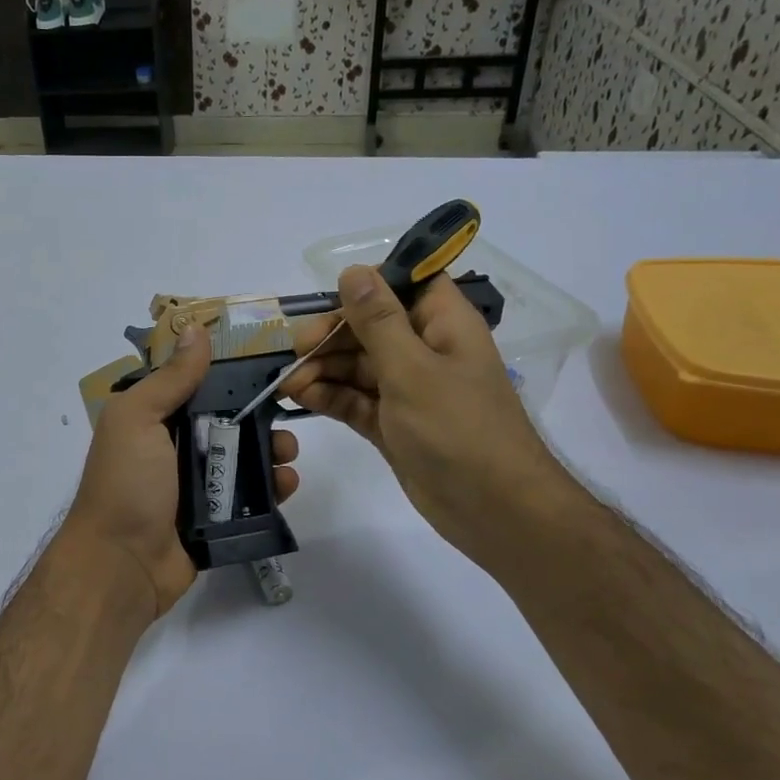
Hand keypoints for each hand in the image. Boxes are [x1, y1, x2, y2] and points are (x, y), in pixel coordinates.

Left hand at [65, 322, 301, 620]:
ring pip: (243, 460)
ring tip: (287, 453)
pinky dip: (272, 490)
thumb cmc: (127, 484)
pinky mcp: (215, 521)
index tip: (268, 361)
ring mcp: (194, 487)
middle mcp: (173, 449)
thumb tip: (195, 329)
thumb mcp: (139, 419)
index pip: (195, 386)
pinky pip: (249, 499)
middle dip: (259, 416)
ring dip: (271, 452)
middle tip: (286, 416)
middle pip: (226, 422)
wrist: (122, 565)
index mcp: (152, 420)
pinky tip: (288, 484)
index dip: (229, 373)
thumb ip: (170, 378)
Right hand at [281, 265, 579, 574]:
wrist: (491, 508)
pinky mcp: (393, 424)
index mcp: (443, 324)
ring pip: (357, 365)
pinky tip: (301, 398)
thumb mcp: (412, 369)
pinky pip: (355, 400)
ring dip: (323, 369)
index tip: (328, 300)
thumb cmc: (457, 429)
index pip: (404, 284)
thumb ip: (378, 321)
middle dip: (331, 335)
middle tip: (296, 350)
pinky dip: (330, 397)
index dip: (367, 287)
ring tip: (289, 385)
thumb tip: (352, 271)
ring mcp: (408, 389)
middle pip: (370, 327)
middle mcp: (425, 350)